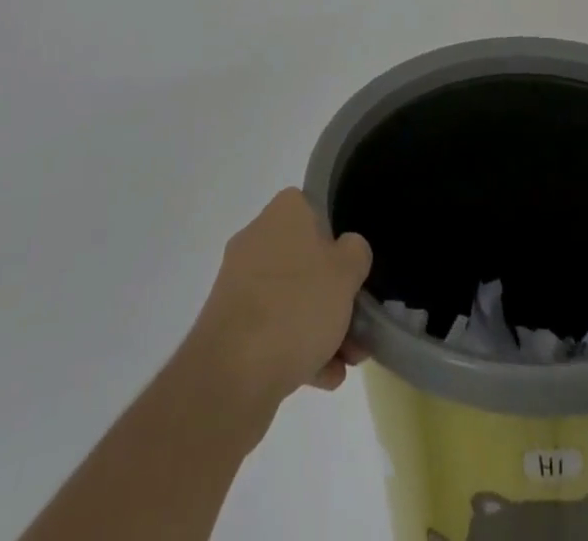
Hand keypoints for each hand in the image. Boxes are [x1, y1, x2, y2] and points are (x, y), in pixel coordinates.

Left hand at [191, 189, 372, 406]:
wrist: (231, 376)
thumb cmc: (296, 306)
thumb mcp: (346, 271)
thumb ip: (356, 252)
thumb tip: (347, 252)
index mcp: (283, 213)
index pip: (316, 210)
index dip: (338, 237)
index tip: (353, 267)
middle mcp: (257, 240)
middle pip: (306, 261)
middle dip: (334, 295)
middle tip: (358, 322)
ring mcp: (239, 286)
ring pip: (291, 300)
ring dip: (320, 328)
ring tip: (347, 361)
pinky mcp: (230, 329)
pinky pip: (272, 331)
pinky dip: (297, 350)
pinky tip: (323, 377)